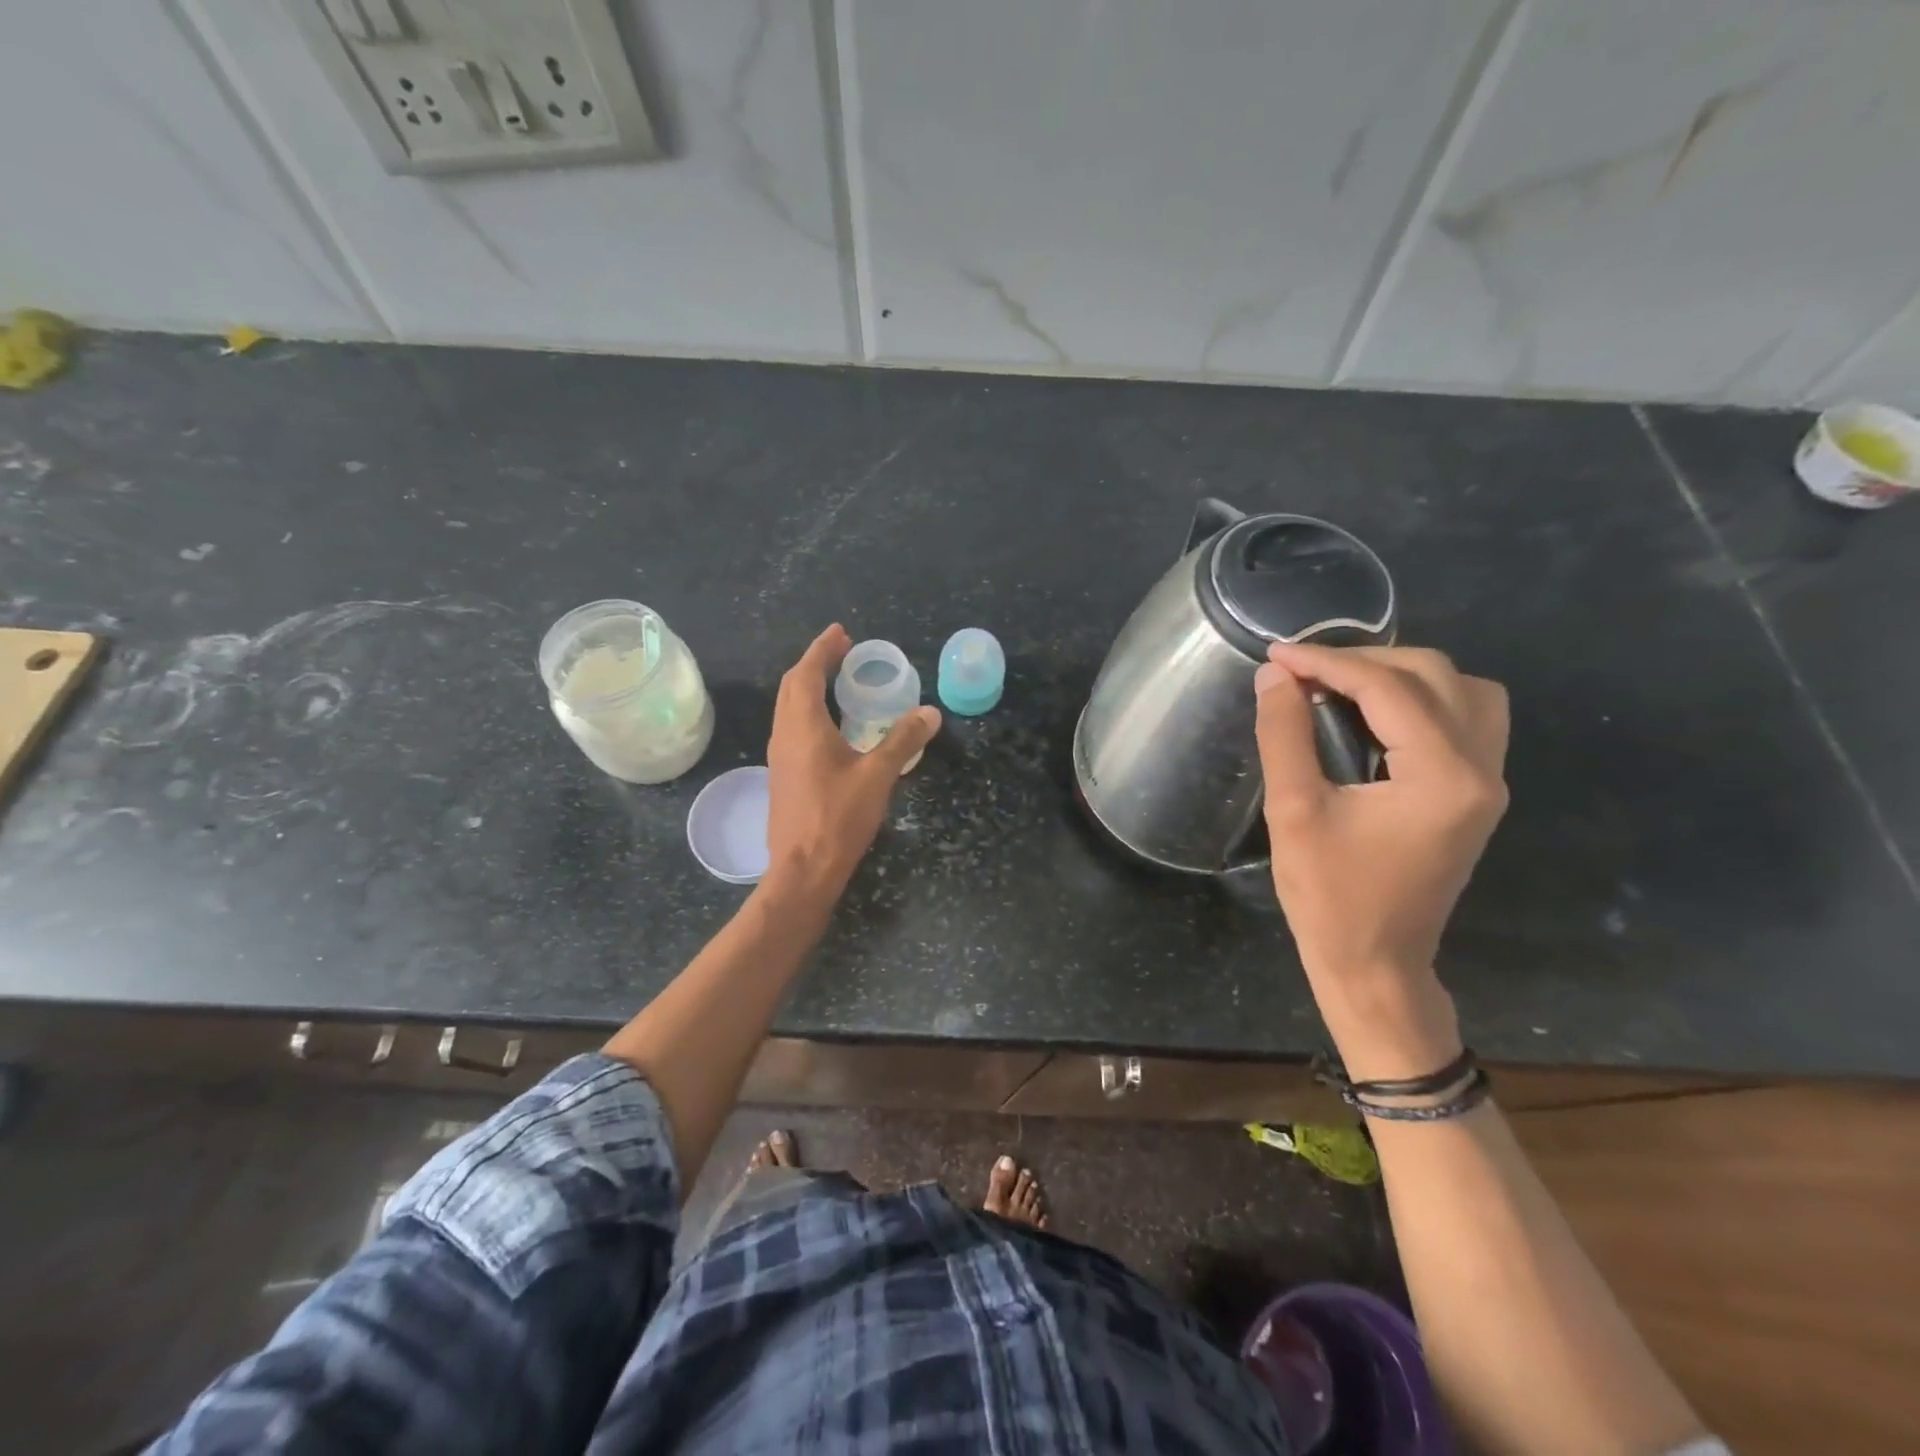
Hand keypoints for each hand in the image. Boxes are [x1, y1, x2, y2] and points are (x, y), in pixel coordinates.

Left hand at [764, 625, 939, 902]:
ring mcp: (780, 757)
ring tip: (836, 681)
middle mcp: (785, 735)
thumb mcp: (878, 776)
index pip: (805, 674)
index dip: (822, 650)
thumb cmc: (838, 818)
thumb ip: (903, 740)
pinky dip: (808, 712)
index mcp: (803, 727)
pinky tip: (831, 726)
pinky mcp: (783, 776)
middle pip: (792, 687)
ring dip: (808, 687)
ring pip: (788, 708)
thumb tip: (930, 712)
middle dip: (814, 663)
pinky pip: (792, 728)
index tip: (840, 633)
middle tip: (841, 651)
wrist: (803, 869)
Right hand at [1254, 644, 1508, 1073]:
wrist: (1375, 964)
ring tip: (1343, 685)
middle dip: (1365, 660)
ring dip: (1403, 675)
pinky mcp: (1477, 795)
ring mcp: (1488, 783)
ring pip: (1465, 692)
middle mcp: (1481, 770)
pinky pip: (1468, 719)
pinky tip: (1377, 715)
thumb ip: (1284, 736)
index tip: (1276, 655)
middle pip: (1436, 676)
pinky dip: (1424, 700)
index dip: (1327, 662)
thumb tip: (1274, 677)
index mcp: (1442, 776)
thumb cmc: (1329, 896)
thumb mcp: (1293, 812)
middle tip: (1304, 671)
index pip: (1388, 689)